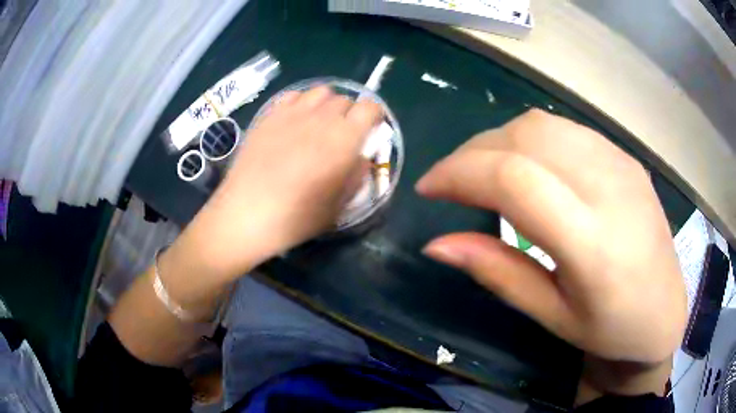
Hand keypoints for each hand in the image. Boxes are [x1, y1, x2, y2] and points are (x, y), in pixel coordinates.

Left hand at [177, 86, 383, 280]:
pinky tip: (295, 122)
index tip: (370, 129)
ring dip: (326, 105)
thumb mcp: (338, 206)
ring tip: (319, 124)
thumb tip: (361, 156)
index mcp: (344, 139)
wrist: (247, 214)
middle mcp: (321, 118)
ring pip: (320, 92)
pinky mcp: (269, 115)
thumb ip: (357, 175)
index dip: (374, 115)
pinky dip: (301, 103)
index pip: (370, 108)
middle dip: (350, 114)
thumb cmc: (296, 217)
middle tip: (342, 135)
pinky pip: (293, 96)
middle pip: (345, 100)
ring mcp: (292, 113)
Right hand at [417, 110, 686, 398]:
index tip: (428, 189)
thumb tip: (436, 243)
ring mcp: (621, 163)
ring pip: (542, 124)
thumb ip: (497, 272)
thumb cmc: (610, 329)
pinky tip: (527, 166)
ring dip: (499, 140)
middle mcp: (610, 187)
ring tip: (483, 171)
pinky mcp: (626, 157)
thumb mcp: (551, 315)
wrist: (664, 312)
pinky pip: (566, 130)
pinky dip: (530, 138)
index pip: (514, 179)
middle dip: (472, 153)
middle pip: (525, 137)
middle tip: (451, 183)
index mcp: (593, 242)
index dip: (460, 173)